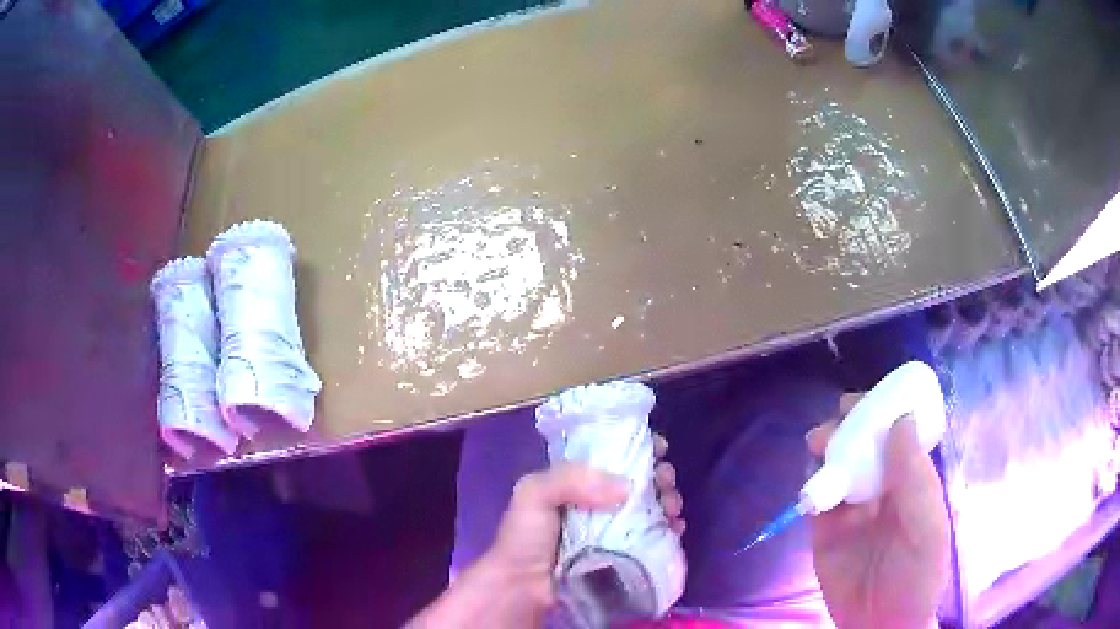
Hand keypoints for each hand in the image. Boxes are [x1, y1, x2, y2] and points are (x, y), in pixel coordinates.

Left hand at [409, 435, 683, 627]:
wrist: (524, 587)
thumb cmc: (525, 538)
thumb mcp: (534, 494)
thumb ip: (571, 479)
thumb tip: (626, 488)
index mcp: (578, 481)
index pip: (615, 455)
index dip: (639, 449)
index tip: (658, 449)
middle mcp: (600, 501)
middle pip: (640, 480)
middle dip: (660, 476)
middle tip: (664, 483)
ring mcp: (614, 529)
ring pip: (652, 506)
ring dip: (669, 501)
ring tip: (671, 508)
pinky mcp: (626, 553)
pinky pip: (655, 534)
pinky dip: (670, 528)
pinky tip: (675, 528)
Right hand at [806, 394, 950, 628]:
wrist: (880, 626)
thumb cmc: (917, 577)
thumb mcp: (927, 530)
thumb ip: (916, 480)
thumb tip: (900, 420)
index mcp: (913, 480)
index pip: (899, 433)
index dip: (885, 410)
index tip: (870, 397)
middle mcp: (882, 487)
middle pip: (864, 443)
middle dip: (851, 424)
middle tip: (839, 417)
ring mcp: (852, 509)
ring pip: (837, 465)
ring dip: (828, 448)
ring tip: (819, 444)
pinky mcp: (823, 531)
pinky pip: (815, 498)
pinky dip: (811, 484)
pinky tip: (812, 482)